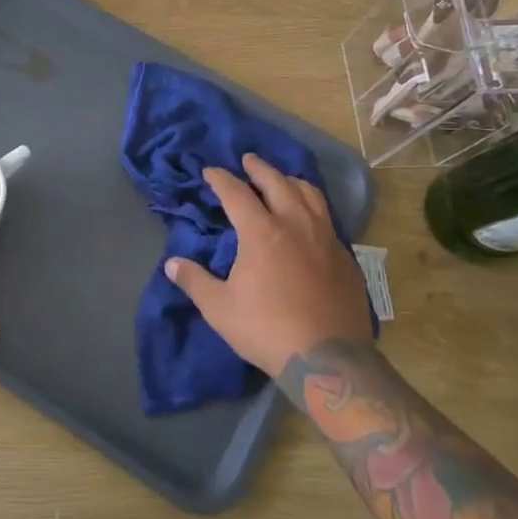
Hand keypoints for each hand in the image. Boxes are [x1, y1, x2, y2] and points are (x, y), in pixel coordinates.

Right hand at [165, 154, 371, 376]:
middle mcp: (295, 224)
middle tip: (248, 160)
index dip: (221, 179)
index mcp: (261, 232)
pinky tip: (310, 218)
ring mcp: (325, 239)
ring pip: (310, 195)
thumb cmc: (266, 329)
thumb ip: (194, 281)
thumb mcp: (219, 308)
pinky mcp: (345, 257)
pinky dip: (313, 207)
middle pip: (277, 183)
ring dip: (291, 181)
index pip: (236, 194)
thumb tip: (172, 264)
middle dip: (259, 169)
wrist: (328, 358)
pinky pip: (327, 219)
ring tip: (282, 179)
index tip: (210, 171)